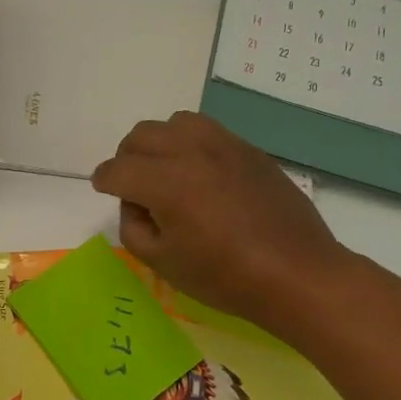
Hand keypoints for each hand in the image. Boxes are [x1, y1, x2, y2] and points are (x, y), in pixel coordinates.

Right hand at [91, 111, 349, 333]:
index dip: (103, 181)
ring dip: (160, 143)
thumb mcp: (162, 263)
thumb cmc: (225, 277)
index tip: (103, 189)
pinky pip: (207, 130)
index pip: (117, 170)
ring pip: (174, 122)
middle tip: (133, 186)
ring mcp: (224, 146)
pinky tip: (200, 174)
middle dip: (127, 159)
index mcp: (165, 182)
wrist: (297, 274)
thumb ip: (133, 227)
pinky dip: (191, 144)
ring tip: (167, 171)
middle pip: (141, 136)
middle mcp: (191, 152)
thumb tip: (134, 204)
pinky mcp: (248, 150)